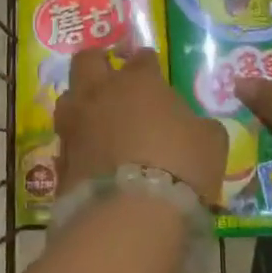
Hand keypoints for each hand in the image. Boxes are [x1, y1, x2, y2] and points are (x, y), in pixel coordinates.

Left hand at [56, 49, 226, 206]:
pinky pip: (67, 140)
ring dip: (81, 103)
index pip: (142, 58)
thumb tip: (196, 127)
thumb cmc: (179, 166)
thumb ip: (200, 126)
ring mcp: (76, 124)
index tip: (154, 73)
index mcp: (139, 81)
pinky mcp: (61, 158)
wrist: (131, 215)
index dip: (148, 64)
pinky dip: (78, 144)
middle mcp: (100, 93)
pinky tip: (92, 157)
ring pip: (68, 98)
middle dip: (98, 63)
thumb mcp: (210, 142)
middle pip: (87, 61)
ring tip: (97, 119)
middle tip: (111, 77)